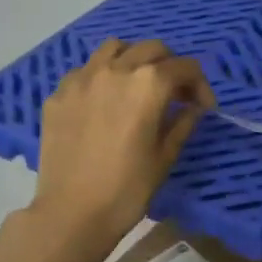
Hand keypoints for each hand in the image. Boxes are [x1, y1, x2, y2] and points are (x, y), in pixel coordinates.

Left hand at [29, 39, 214, 249]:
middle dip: (170, 66)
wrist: (72, 213)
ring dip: (133, 59)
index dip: (200, 85)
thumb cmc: (127, 189)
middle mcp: (115, 69)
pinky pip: (85, 70)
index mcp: (148, 84)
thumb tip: (192, 107)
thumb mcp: (165, 156)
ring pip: (114, 48)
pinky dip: (101, 76)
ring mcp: (82, 78)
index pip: (185, 67)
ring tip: (136, 85)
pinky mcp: (58, 93)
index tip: (203, 106)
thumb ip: (183, 122)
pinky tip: (103, 102)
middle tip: (174, 94)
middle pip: (152, 49)